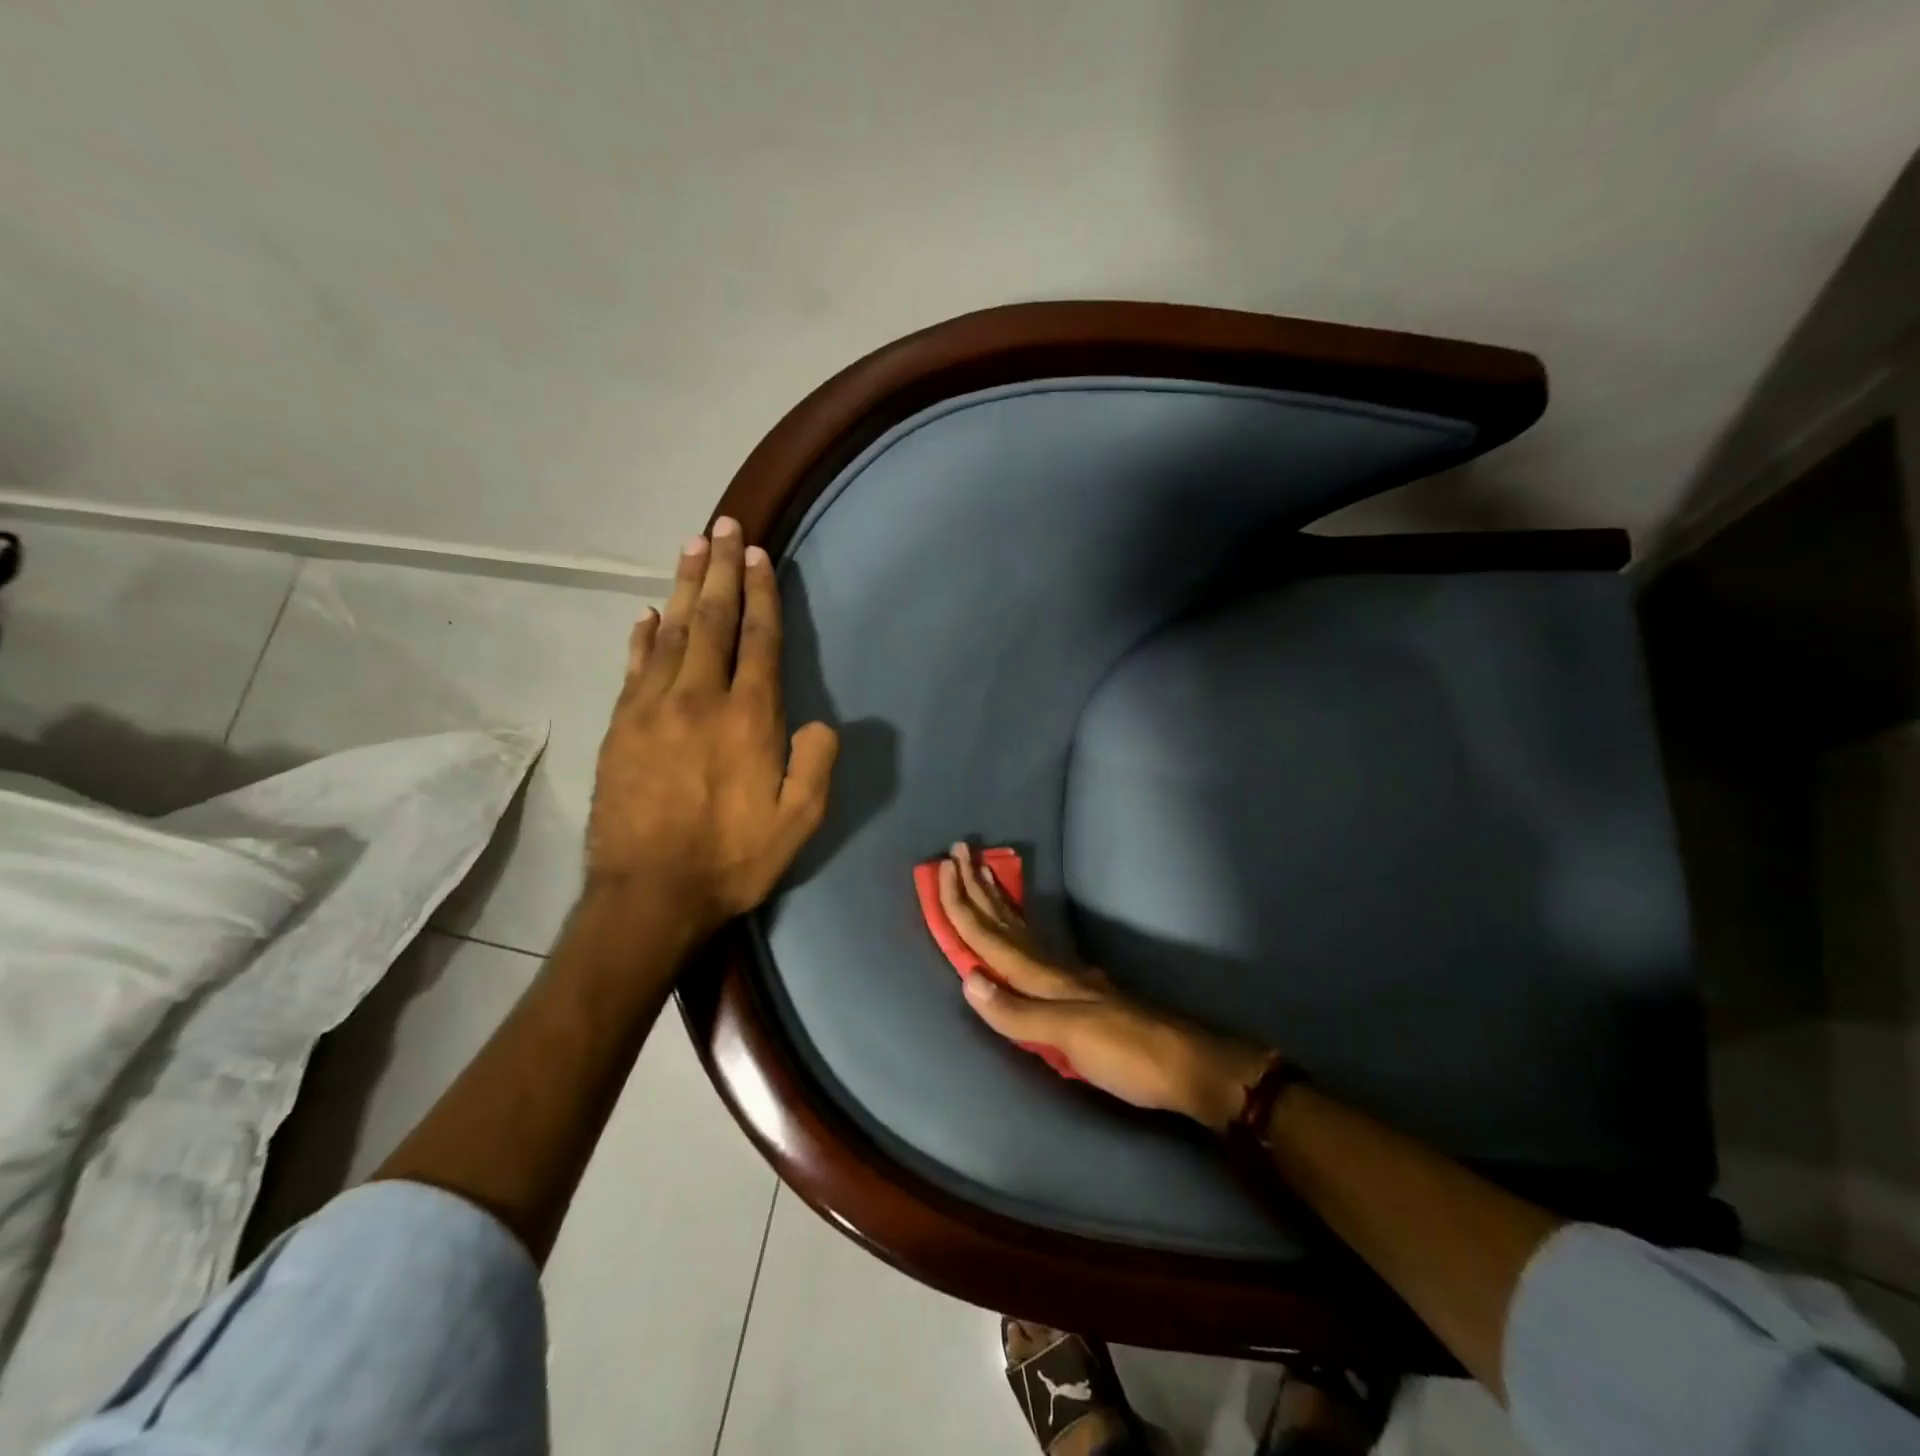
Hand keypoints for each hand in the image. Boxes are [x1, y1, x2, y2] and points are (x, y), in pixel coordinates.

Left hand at [587, 518, 838, 937]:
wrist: (649, 893)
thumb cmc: (733, 858)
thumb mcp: (800, 820)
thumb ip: (816, 762)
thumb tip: (818, 722)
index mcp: (749, 718)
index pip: (758, 639)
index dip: (760, 594)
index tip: (758, 555)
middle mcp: (699, 698)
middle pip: (711, 619)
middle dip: (720, 570)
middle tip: (724, 526)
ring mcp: (652, 708)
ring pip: (670, 632)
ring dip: (683, 586)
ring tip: (691, 546)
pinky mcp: (620, 726)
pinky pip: (633, 666)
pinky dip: (641, 635)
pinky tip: (646, 613)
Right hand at [938, 844, 1275, 1129]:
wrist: (1184, 1065)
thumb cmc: (1125, 1052)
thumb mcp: (1070, 1035)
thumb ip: (1017, 1011)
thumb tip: (968, 978)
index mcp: (1043, 977)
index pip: (990, 936)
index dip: (963, 904)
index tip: (943, 867)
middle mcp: (1051, 969)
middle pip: (1004, 922)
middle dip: (977, 888)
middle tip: (960, 850)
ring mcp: (1068, 976)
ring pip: (1020, 929)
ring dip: (995, 901)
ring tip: (981, 873)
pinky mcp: (1080, 990)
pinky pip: (1035, 948)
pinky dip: (1018, 929)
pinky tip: (1019, 927)